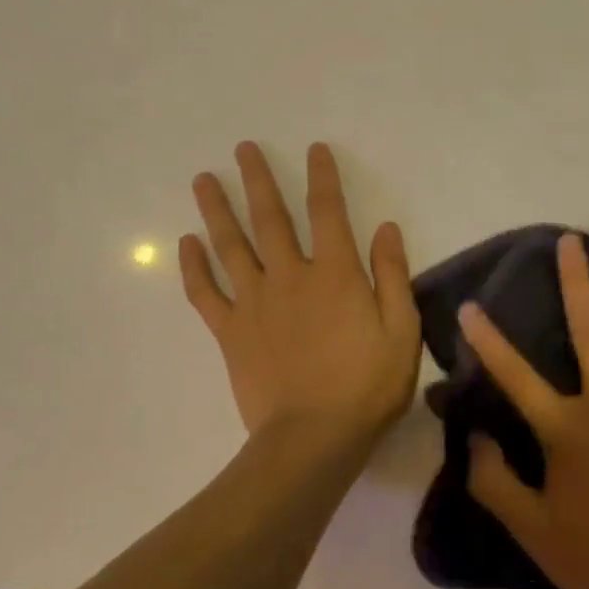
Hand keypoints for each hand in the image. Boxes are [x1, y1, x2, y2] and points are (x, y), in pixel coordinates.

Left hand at [180, 142, 420, 442]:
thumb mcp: (402, 329)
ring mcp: (254, 303)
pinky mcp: (230, 332)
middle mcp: (291, 276)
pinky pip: (206, 293)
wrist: (313, 439)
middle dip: (258, 180)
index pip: (328, 212)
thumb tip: (385, 227)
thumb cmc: (367, 385)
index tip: (314, 149)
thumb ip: (392, 275)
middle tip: (242, 148)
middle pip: (270, 219)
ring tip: (202, 179)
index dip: (322, 177)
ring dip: (216, 210)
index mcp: (336, 274)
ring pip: (231, 246)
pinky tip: (186, 243)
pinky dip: (194, 267)